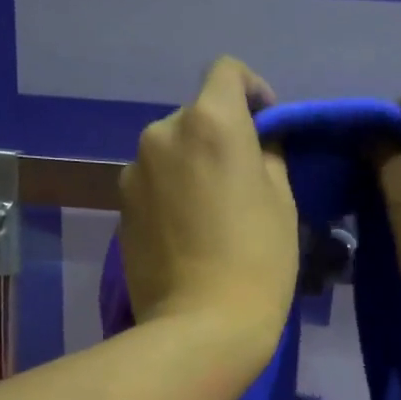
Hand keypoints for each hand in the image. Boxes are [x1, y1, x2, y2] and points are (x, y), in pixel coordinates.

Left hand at [118, 57, 299, 368]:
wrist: (200, 327)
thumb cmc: (257, 261)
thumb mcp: (281, 202)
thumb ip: (267, 155)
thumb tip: (256, 144)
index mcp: (209, 122)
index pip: (226, 72)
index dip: (252, 89)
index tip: (266, 124)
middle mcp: (161, 134)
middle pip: (195, 116)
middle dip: (220, 135)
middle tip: (242, 179)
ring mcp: (133, 173)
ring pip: (170, 152)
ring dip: (192, 166)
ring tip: (211, 212)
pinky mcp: (119, 210)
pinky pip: (152, 185)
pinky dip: (170, 193)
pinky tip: (187, 234)